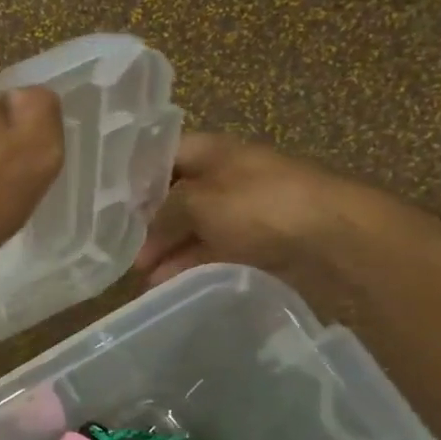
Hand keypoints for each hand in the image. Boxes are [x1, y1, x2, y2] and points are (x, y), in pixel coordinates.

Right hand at [134, 133, 349, 285]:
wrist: (333, 237)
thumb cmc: (261, 206)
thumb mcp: (199, 202)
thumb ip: (164, 213)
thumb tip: (145, 231)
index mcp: (214, 152)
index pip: (165, 156)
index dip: (137, 176)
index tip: (108, 203)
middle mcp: (227, 177)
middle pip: (177, 198)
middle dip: (149, 226)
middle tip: (123, 254)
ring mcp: (244, 212)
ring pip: (194, 230)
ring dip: (168, 254)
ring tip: (143, 281)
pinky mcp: (257, 243)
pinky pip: (214, 253)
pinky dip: (191, 268)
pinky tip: (169, 287)